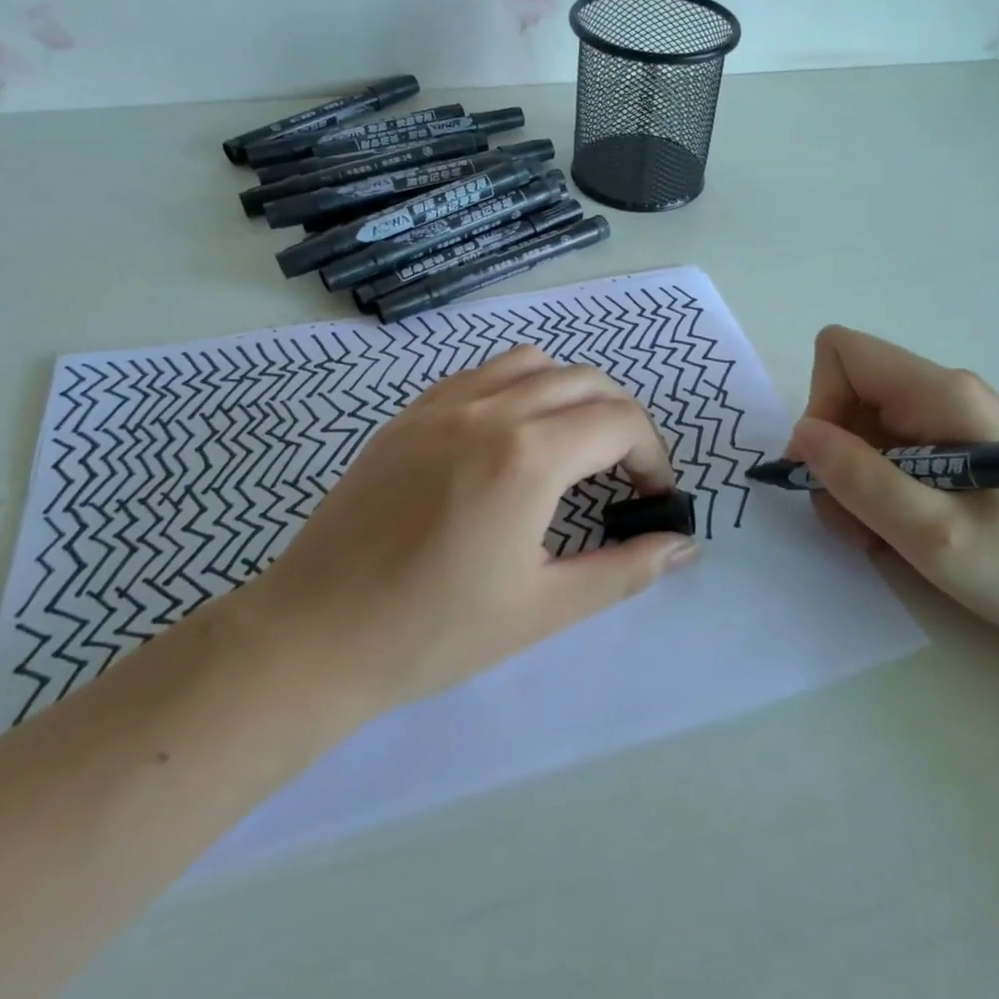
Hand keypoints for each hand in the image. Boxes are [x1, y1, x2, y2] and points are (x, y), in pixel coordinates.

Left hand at [250, 346, 698, 714]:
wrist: (314, 635)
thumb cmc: (434, 631)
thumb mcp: (544, 609)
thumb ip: (624, 570)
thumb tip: (684, 547)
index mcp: (528, 455)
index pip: (621, 421)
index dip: (653, 456)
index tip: (651, 498)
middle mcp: (490, 409)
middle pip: (587, 381)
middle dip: (623, 421)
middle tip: (623, 475)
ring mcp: (443, 403)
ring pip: (534, 363)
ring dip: (571, 394)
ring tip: (571, 448)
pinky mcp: (410, 413)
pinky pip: (482, 373)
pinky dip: (518, 388)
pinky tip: (510, 439)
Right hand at [787, 326, 998, 644]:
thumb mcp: (934, 534)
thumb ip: (861, 480)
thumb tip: (802, 434)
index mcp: (941, 394)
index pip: (843, 353)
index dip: (821, 404)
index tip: (832, 468)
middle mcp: (942, 391)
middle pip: (848, 393)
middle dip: (836, 456)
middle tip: (859, 521)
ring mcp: (950, 417)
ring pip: (863, 426)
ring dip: (854, 480)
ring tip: (885, 534)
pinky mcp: (956, 444)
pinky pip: (890, 449)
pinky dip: (879, 487)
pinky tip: (906, 527)